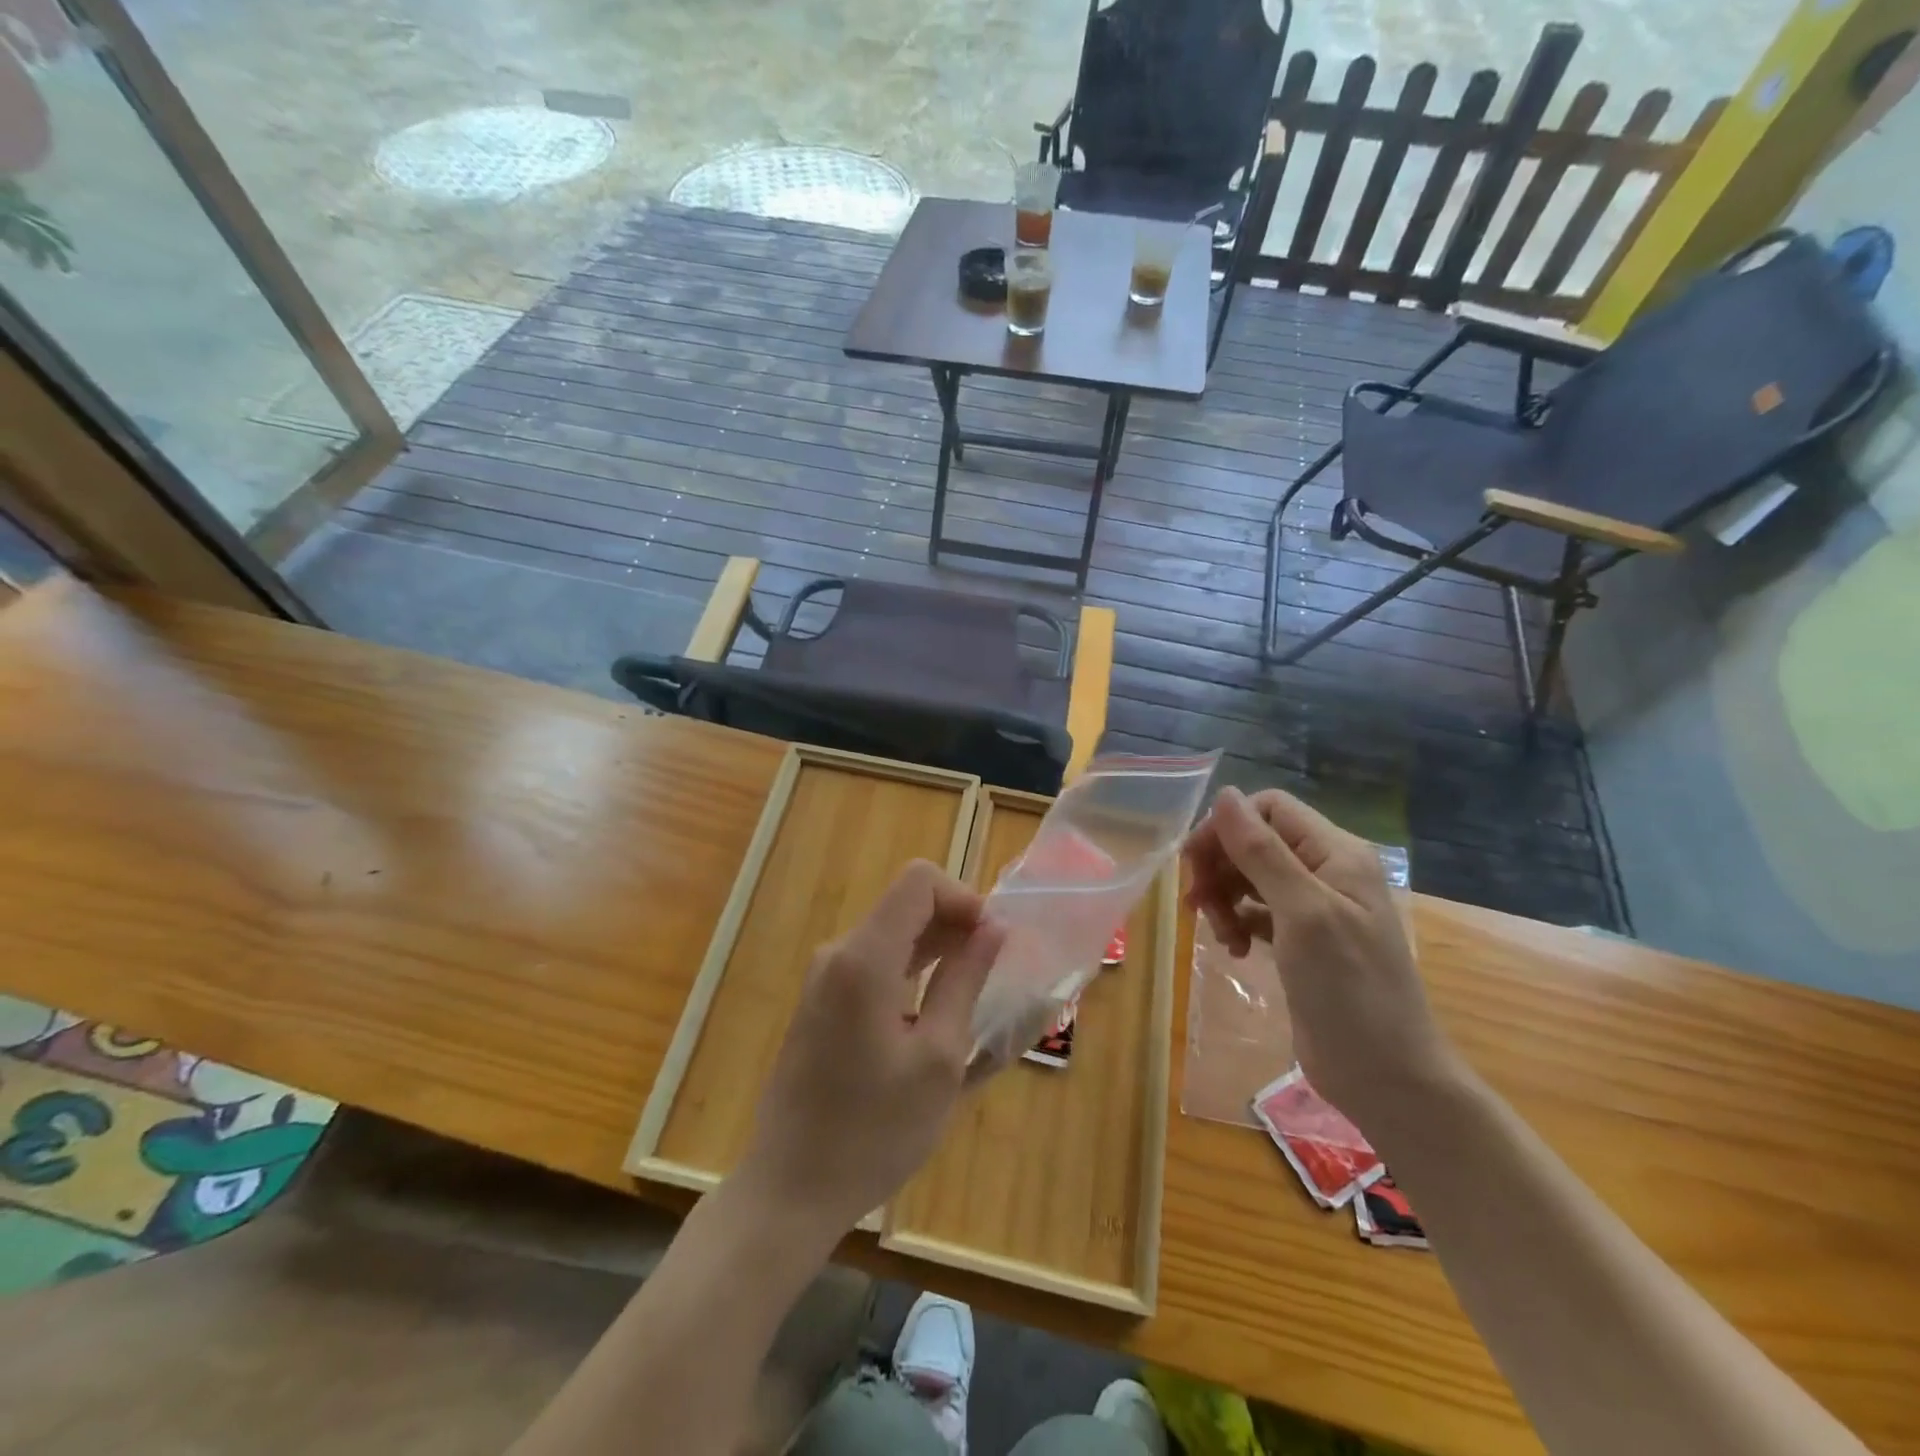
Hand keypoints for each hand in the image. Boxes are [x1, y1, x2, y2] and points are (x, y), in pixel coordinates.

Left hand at [737, 860, 1004, 1239]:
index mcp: (864, 959)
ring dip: (935, 949)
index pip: (919, 881)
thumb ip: (965, 981)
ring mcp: (823, 978)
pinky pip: (874, 962)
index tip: (990, 942)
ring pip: (891, 933)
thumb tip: (993, 929)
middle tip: (991, 973)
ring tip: (970, 994)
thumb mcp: (939, 1058)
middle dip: (954, 924)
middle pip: (905, 904)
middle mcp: (838, 953)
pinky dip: (911, 970)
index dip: (963, 898)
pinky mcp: (819, 1002)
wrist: (789, 1191)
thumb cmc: (874, 1131)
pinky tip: (932, 1015)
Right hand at [1182, 786, 1460, 1128]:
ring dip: (1224, 897)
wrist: (1386, 1076)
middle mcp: (1325, 871)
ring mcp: (1313, 908)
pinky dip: (1237, 922)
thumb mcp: (1303, 913)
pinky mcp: (1300, 941)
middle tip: (1198, 903)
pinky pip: (1255, 911)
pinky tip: (1232, 949)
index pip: (1270, 809)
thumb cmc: (1349, 988)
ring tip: (1219, 934)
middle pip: (1255, 842)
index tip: (1196, 861)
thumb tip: (1225, 794)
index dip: (1228, 826)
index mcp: (1336, 853)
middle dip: (1220, 866)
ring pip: (1250, 876)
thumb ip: (1262, 852)